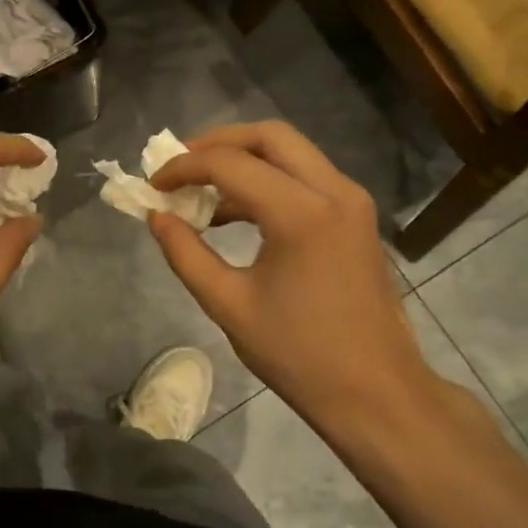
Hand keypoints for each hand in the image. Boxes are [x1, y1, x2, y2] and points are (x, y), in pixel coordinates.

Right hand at [148, 120, 451, 459]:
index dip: (183, 168)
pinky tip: (235, 213)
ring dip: (243, 160)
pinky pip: (306, 177)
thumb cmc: (298, 354)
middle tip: (178, 167)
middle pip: (269, 136)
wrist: (375, 392)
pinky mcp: (357, 218)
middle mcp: (334, 191)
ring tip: (200, 191)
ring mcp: (352, 202)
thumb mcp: (228, 304)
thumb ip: (185, 253)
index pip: (230, 164)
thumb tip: (156, 216)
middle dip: (217, 143)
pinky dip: (267, 180)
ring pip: (291, 152)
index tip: (152, 185)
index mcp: (301, 213)